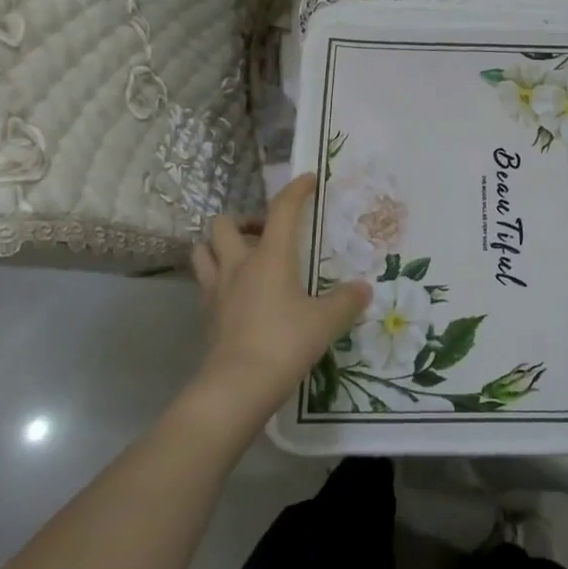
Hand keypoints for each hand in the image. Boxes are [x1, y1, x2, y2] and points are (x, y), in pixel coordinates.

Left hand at [190, 173, 369, 424]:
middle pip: (225, 223)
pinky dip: (218, 279)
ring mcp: (217, 290)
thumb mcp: (325, 322)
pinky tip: (238, 294)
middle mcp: (239, 264)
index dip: (295, 190)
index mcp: (270, 256)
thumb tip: (364, 289)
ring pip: (203, 250)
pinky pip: (206, 283)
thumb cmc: (284, 343)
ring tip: (243, 258)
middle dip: (244, 221)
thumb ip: (346, 301)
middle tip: (267, 235)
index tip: (308, 180)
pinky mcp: (208, 315)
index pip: (281, 209)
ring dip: (220, 246)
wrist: (236, 388)